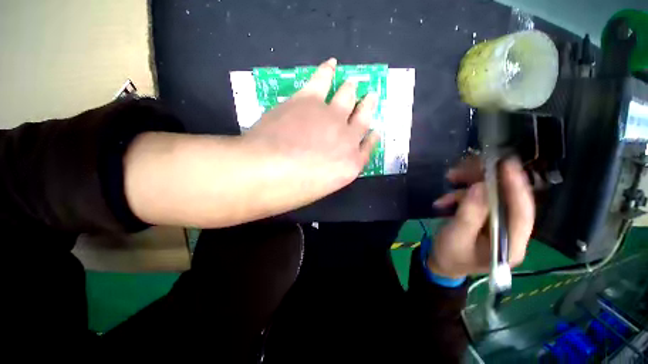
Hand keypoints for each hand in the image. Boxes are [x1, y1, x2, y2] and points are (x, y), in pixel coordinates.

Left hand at [243, 58, 379, 208]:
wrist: (266, 172)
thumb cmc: (291, 191)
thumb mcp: (319, 188)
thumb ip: (329, 172)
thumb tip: (324, 161)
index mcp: (350, 165)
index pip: (367, 148)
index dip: (371, 138)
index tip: (375, 132)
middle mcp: (347, 138)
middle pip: (363, 119)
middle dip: (367, 107)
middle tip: (370, 98)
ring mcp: (330, 116)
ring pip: (347, 96)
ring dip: (351, 88)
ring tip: (353, 82)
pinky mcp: (309, 100)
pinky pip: (323, 79)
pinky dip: (328, 70)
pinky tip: (332, 64)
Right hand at [428, 157, 534, 278]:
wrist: (443, 262)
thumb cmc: (450, 255)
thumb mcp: (456, 237)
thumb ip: (469, 215)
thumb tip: (480, 187)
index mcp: (510, 245)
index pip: (522, 214)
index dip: (516, 188)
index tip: (506, 165)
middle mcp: (511, 232)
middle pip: (507, 199)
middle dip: (485, 181)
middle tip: (463, 168)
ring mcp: (499, 223)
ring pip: (491, 195)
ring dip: (469, 186)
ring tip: (449, 180)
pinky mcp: (487, 217)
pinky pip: (478, 199)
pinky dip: (461, 194)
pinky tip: (445, 200)